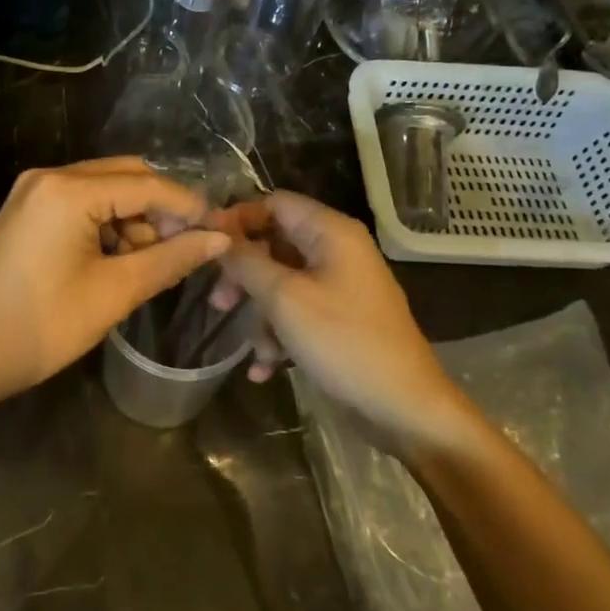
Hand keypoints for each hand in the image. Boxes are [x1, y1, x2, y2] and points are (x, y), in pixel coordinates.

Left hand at [0, 158, 229, 410]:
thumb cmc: (41, 328)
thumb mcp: (114, 293)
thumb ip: (171, 259)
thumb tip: (220, 239)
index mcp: (68, 190)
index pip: (147, 184)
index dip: (188, 207)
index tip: (220, 234)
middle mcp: (49, 176)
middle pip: (126, 176)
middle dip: (160, 210)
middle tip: (184, 250)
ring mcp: (33, 191)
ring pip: (104, 189)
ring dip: (134, 219)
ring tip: (147, 265)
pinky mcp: (26, 210)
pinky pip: (80, 203)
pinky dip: (106, 225)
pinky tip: (116, 260)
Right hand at [210, 192, 472, 452]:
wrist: (403, 407)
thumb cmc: (343, 341)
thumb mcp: (285, 298)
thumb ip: (247, 261)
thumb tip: (217, 233)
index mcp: (330, 232)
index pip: (275, 203)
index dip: (238, 219)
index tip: (206, 245)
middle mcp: (336, 251)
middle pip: (274, 245)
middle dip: (244, 275)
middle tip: (218, 302)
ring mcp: (339, 287)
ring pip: (282, 283)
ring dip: (261, 316)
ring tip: (255, 351)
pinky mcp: (339, 320)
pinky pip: (297, 313)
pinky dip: (279, 335)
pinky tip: (264, 369)